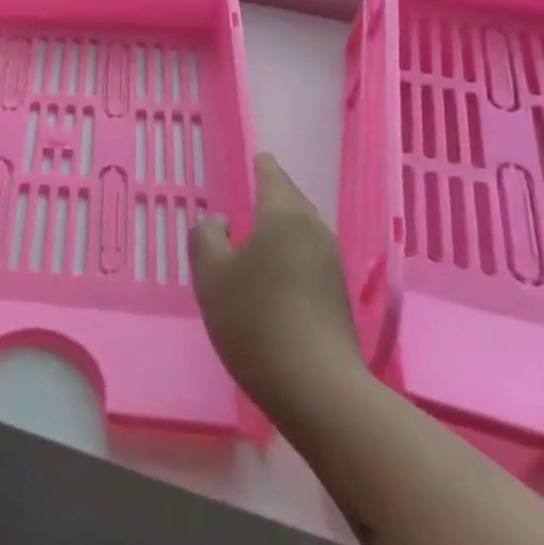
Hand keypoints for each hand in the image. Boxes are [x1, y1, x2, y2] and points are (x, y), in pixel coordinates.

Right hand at [189, 153, 364, 424]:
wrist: (315, 386)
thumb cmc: (254, 319)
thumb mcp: (210, 274)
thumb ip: (206, 237)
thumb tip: (220, 223)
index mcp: (284, 216)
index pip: (272, 176)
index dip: (261, 165)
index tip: (255, 157)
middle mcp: (314, 231)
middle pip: (291, 202)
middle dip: (272, 195)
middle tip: (250, 192)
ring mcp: (331, 264)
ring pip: (302, 231)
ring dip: (280, 227)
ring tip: (256, 233)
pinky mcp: (337, 295)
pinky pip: (308, 257)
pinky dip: (289, 253)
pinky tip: (273, 272)